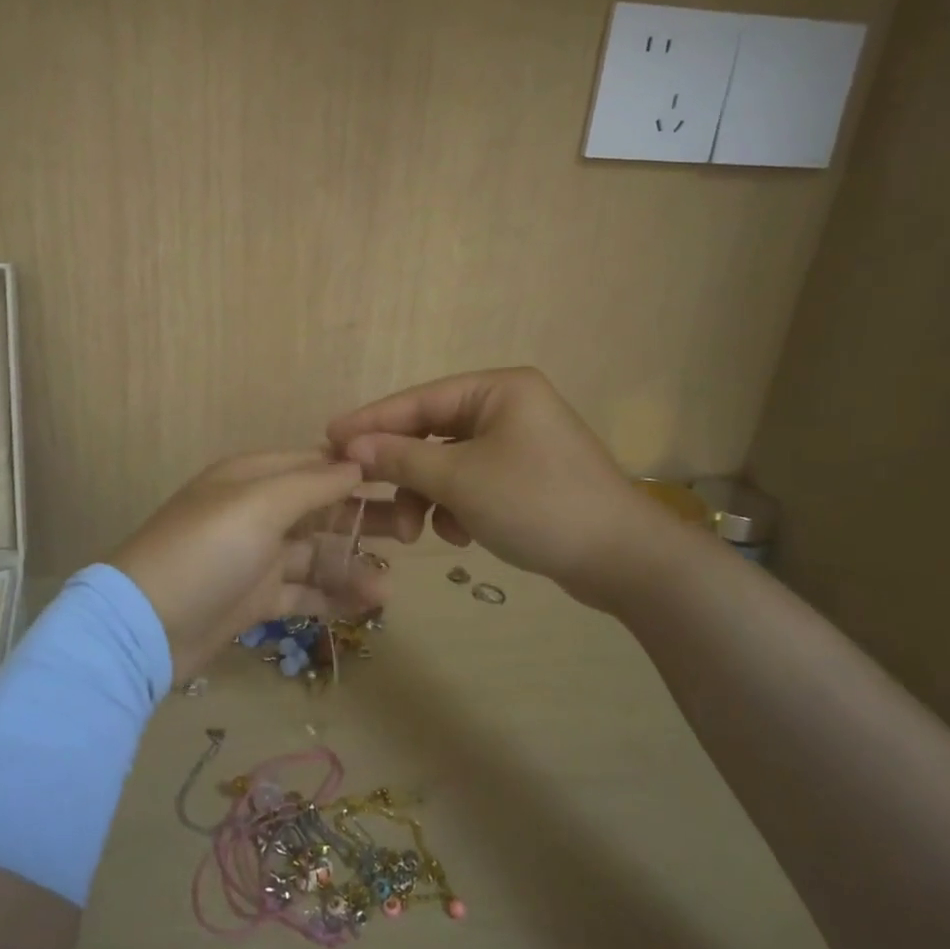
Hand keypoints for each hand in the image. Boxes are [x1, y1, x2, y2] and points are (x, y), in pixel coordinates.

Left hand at [110, 452, 387, 675]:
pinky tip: (367, 605)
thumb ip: (312, 484)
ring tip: (388, 588)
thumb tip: (357, 462)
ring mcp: (256, 558)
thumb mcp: (259, 505)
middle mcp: (256, 512)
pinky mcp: (255, 599)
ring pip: (316, 555)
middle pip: (322, 509)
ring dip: (352, 567)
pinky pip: (303, 591)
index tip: (405, 479)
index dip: (358, 470)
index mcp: (253, 477)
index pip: (315, 464)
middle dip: (364, 518)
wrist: (145, 627)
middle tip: (413, 531)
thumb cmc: (206, 550)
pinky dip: (332, 596)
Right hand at [327, 367, 670, 601]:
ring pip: (448, 463)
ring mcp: (518, 444)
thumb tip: (349, 443)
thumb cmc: (537, 503)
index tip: (327, 438)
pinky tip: (462, 535)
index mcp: (497, 389)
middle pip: (431, 433)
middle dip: (403, 472)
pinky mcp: (525, 477)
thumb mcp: (460, 479)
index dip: (370, 421)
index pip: (418, 400)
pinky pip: (472, 483)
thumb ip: (401, 457)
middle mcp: (507, 407)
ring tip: (419, 533)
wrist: (622, 559)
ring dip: (428, 497)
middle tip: (365, 496)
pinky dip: (457, 507)